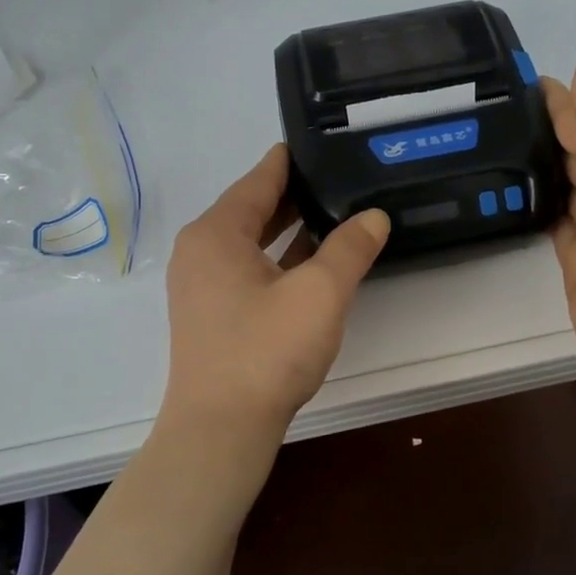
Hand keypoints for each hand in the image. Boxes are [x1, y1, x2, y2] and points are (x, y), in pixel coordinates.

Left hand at [161, 144, 389, 451]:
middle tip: (341, 177)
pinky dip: (280, 260)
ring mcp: (203, 286)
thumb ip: (349, 248)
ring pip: (252, 242)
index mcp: (217, 232)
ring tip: (336, 212)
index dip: (292, 160)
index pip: (259, 178)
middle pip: (253, 208)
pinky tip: (315, 262)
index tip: (323, 143)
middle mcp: (202, 251)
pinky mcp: (213, 315)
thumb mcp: (320, 293)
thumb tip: (374, 216)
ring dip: (290, 229)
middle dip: (296, 194)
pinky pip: (249, 270)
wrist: (220, 431)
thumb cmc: (265, 351)